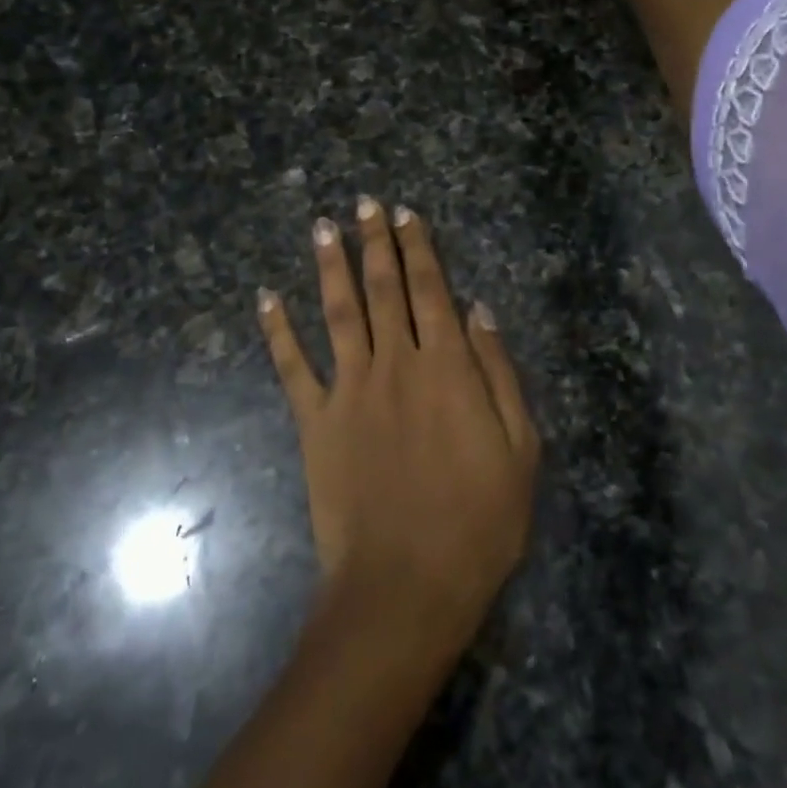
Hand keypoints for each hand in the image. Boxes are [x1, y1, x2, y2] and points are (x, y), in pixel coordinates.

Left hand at [257, 198, 539, 651]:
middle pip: (383, 288)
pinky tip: (266, 297)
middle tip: (363, 203)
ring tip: (322, 227)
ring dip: (329, 265)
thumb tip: (479, 310)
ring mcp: (349, 389)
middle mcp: (394, 363)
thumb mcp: (520, 448)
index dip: (418, 246)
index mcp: (446, 366)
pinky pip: (292, 366)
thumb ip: (499, 373)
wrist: (406, 584)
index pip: (430, 289)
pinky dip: (277, 330)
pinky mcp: (314, 422)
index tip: (405, 212)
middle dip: (374, 241)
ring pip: (337, 311)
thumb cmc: (479, 522)